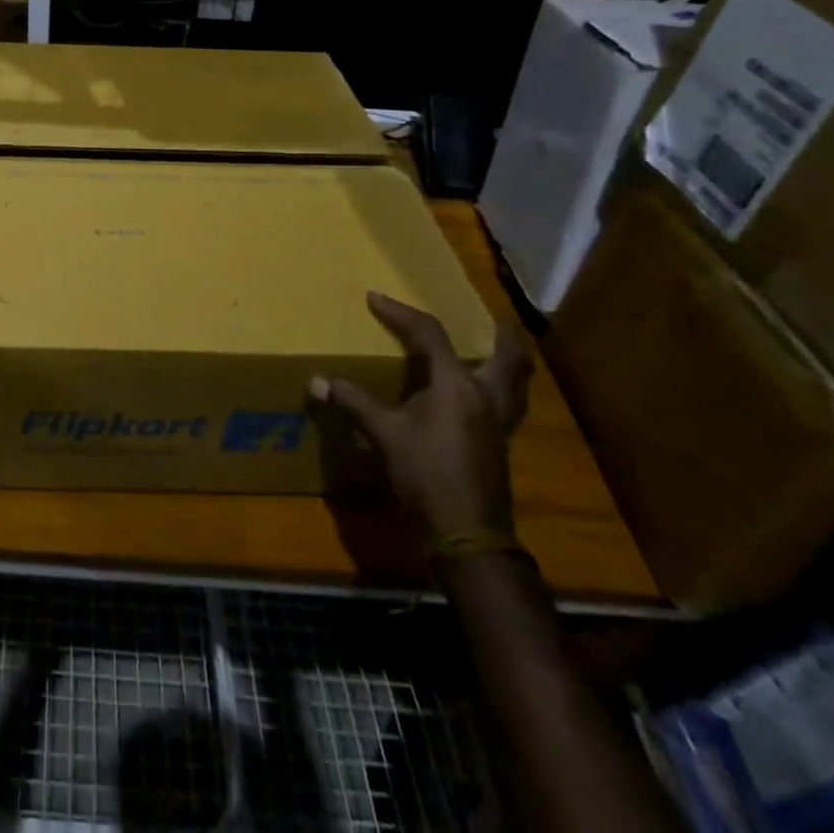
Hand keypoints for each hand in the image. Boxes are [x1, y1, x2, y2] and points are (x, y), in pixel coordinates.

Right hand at [311, 292, 531, 542]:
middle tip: (492, 319)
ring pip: (517, 384)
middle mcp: (486, 397)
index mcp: (457, 385)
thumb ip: (352, 402)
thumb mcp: (383, 434)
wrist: (467, 535)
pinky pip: (507, 405)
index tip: (375, 298)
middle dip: (503, 335)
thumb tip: (315, 381)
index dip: (400, 313)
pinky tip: (477, 397)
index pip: (430, 335)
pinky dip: (498, 390)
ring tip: (495, 351)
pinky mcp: (499, 446)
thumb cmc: (426, 474)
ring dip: (509, 363)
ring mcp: (499, 424)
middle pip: (509, 358)